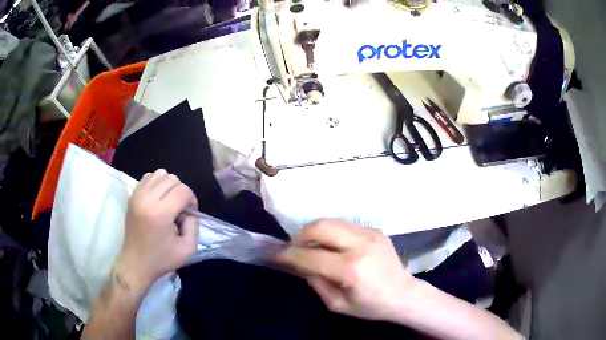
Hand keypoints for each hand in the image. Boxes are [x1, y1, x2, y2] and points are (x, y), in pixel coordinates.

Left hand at [115, 169, 198, 291]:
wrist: (136, 263)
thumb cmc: (161, 259)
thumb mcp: (187, 249)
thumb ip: (194, 226)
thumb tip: (189, 211)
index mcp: (161, 213)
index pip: (183, 190)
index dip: (192, 198)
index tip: (190, 212)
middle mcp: (147, 199)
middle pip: (172, 178)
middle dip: (181, 191)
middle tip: (180, 208)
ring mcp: (137, 195)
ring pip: (160, 174)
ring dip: (169, 185)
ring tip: (168, 201)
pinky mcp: (132, 196)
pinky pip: (148, 177)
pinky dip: (156, 184)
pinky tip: (157, 199)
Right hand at [276, 220, 417, 321]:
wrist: (404, 295)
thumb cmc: (371, 306)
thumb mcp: (337, 304)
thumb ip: (315, 281)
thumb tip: (298, 263)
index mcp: (351, 269)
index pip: (310, 255)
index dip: (288, 254)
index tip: (276, 254)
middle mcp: (361, 245)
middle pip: (321, 226)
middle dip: (301, 235)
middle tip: (297, 248)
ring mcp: (370, 234)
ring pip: (332, 221)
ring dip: (316, 232)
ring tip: (314, 246)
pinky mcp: (376, 230)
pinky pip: (346, 225)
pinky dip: (333, 233)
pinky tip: (335, 247)